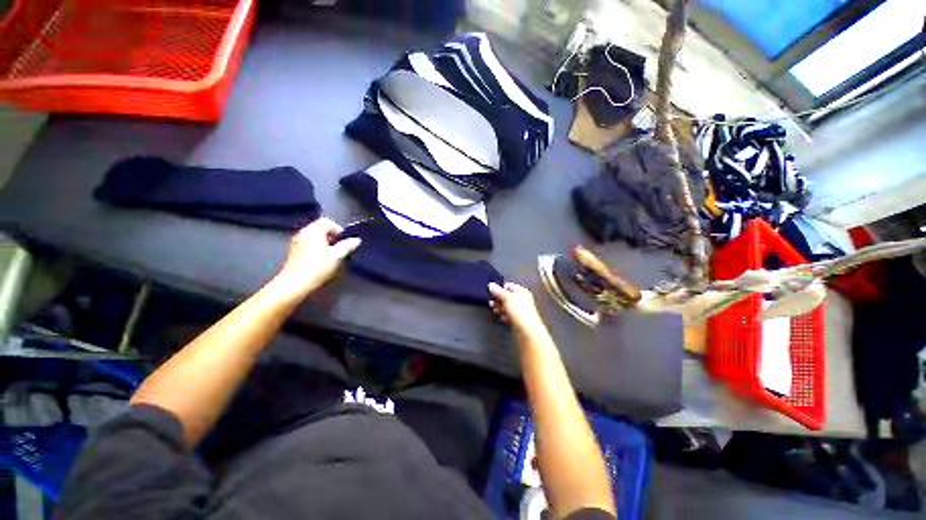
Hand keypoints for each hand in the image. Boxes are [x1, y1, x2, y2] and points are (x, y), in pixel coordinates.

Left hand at [275, 218, 360, 296]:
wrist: (294, 284)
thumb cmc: (317, 267)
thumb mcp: (337, 255)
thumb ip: (348, 245)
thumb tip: (356, 240)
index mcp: (313, 230)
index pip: (327, 221)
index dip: (338, 230)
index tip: (344, 242)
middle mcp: (302, 233)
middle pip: (320, 229)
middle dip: (332, 238)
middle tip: (339, 249)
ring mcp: (296, 243)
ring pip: (314, 238)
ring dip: (325, 244)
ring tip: (331, 256)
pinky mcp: (293, 253)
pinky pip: (308, 245)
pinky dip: (316, 250)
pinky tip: (320, 262)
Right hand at [489, 282, 546, 335]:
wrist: (528, 331)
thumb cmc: (519, 311)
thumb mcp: (506, 298)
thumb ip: (498, 291)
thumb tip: (491, 284)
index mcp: (522, 291)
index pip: (509, 286)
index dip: (500, 288)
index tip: (492, 292)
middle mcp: (522, 299)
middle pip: (507, 296)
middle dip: (498, 299)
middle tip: (490, 302)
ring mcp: (521, 310)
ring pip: (507, 306)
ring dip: (499, 307)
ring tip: (494, 310)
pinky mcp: (519, 320)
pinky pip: (509, 315)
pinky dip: (504, 316)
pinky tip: (500, 317)